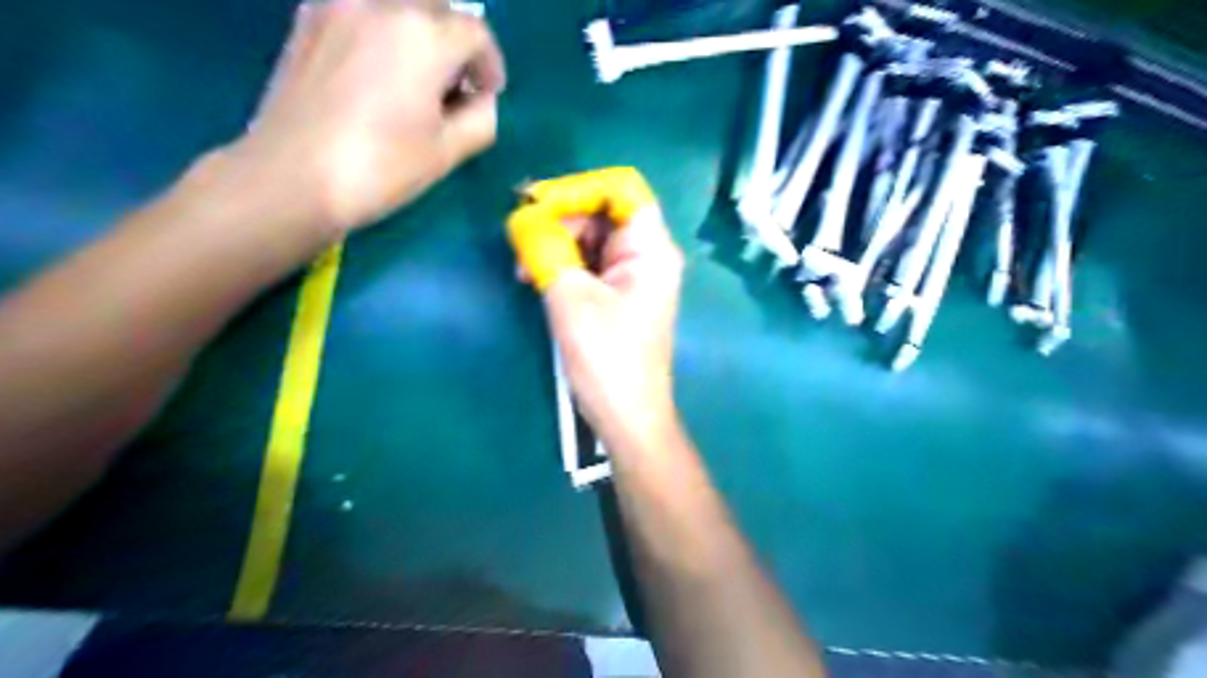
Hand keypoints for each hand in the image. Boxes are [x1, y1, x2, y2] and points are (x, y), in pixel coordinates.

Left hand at [219, 0, 503, 239]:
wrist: (292, 177)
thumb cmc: (380, 168)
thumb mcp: (447, 152)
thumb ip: (481, 118)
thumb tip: (481, 99)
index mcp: (423, 36)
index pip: (476, 32)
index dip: (490, 64)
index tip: (488, 93)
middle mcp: (381, 3)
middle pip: (437, 5)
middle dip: (455, 40)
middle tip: (455, 82)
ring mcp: (338, 4)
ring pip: (397, 2)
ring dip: (419, 29)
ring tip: (417, 73)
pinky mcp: (309, 17)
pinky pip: (362, 8)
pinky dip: (383, 27)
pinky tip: (379, 67)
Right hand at [508, 168, 687, 447]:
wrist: (627, 417)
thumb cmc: (607, 358)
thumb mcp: (571, 298)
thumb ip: (546, 249)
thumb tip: (522, 218)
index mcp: (650, 248)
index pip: (621, 188)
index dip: (579, 188)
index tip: (537, 205)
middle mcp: (647, 255)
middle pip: (603, 212)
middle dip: (560, 219)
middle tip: (520, 240)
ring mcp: (633, 277)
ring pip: (592, 239)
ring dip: (556, 244)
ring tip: (523, 267)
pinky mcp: (618, 296)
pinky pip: (589, 264)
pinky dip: (563, 264)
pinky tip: (536, 277)